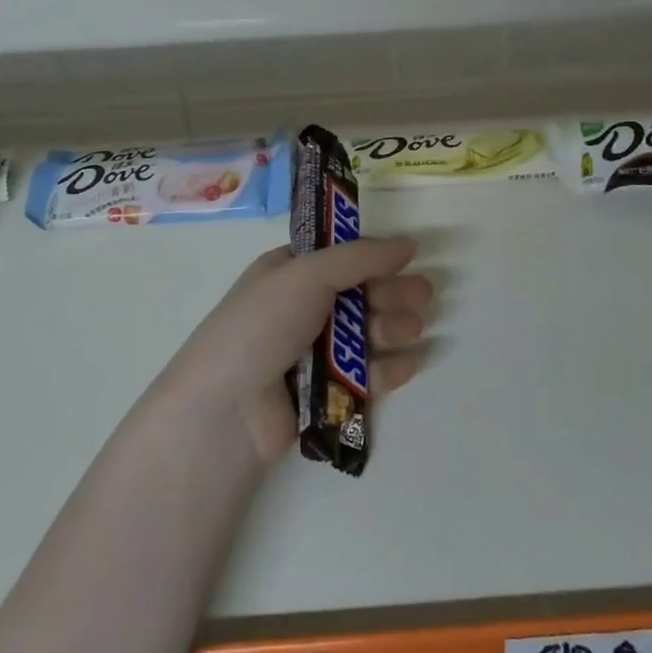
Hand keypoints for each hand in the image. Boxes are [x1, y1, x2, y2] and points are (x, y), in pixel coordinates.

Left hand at [158, 238, 435, 462]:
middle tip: (424, 296)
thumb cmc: (263, 325)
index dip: (374, 258)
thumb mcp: (307, 274)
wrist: (227, 409)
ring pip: (365, 336)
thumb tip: (409, 243)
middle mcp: (301, 310)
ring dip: (392, 328)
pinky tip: (411, 362)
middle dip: (391, 294)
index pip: (340, 259)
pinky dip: (389, 368)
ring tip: (411, 329)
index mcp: (289, 274)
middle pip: (359, 296)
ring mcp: (312, 354)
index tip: (408, 258)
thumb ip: (360, 258)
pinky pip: (366, 376)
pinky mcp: (324, 395)